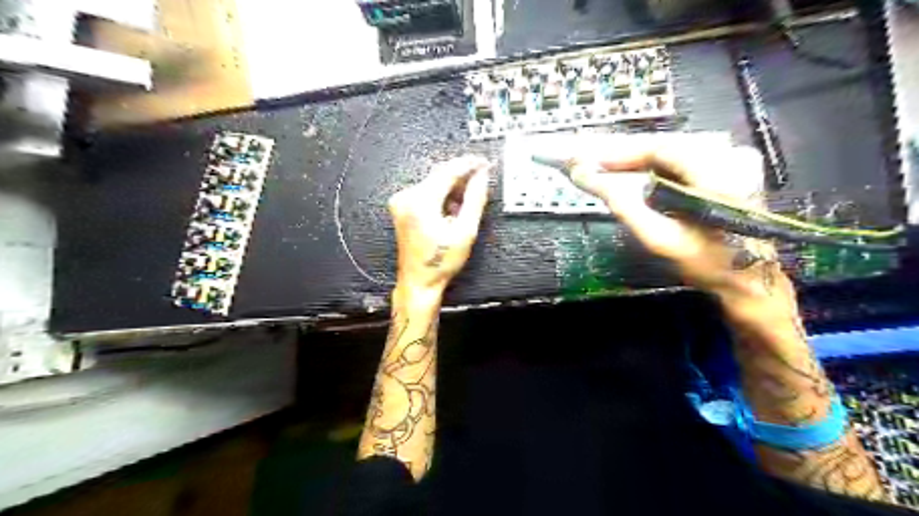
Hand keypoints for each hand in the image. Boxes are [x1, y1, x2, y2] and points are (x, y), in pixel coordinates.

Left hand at [387, 155, 490, 295]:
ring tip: (464, 208)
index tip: (484, 162)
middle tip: (480, 181)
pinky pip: (427, 191)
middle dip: (462, 176)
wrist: (419, 281)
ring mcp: (402, 202)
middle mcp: (407, 198)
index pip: (448, 171)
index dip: (469, 164)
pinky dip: (442, 196)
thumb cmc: (439, 263)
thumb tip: (482, 178)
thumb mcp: (465, 231)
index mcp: (420, 202)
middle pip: (440, 174)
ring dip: (452, 188)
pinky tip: (451, 211)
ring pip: (434, 182)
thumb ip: (475, 200)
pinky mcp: (403, 208)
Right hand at [536, 133, 776, 301]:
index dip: (620, 153)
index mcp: (716, 170)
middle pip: (663, 147)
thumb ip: (622, 204)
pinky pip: (680, 163)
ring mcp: (731, 163)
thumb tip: (585, 175)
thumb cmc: (706, 263)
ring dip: (636, 162)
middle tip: (592, 166)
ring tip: (605, 171)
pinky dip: (653, 169)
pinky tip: (634, 178)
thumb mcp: (659, 238)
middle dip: (625, 156)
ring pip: (670, 154)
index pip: (658, 148)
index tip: (589, 161)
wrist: (749, 281)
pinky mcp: (727, 172)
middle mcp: (727, 156)